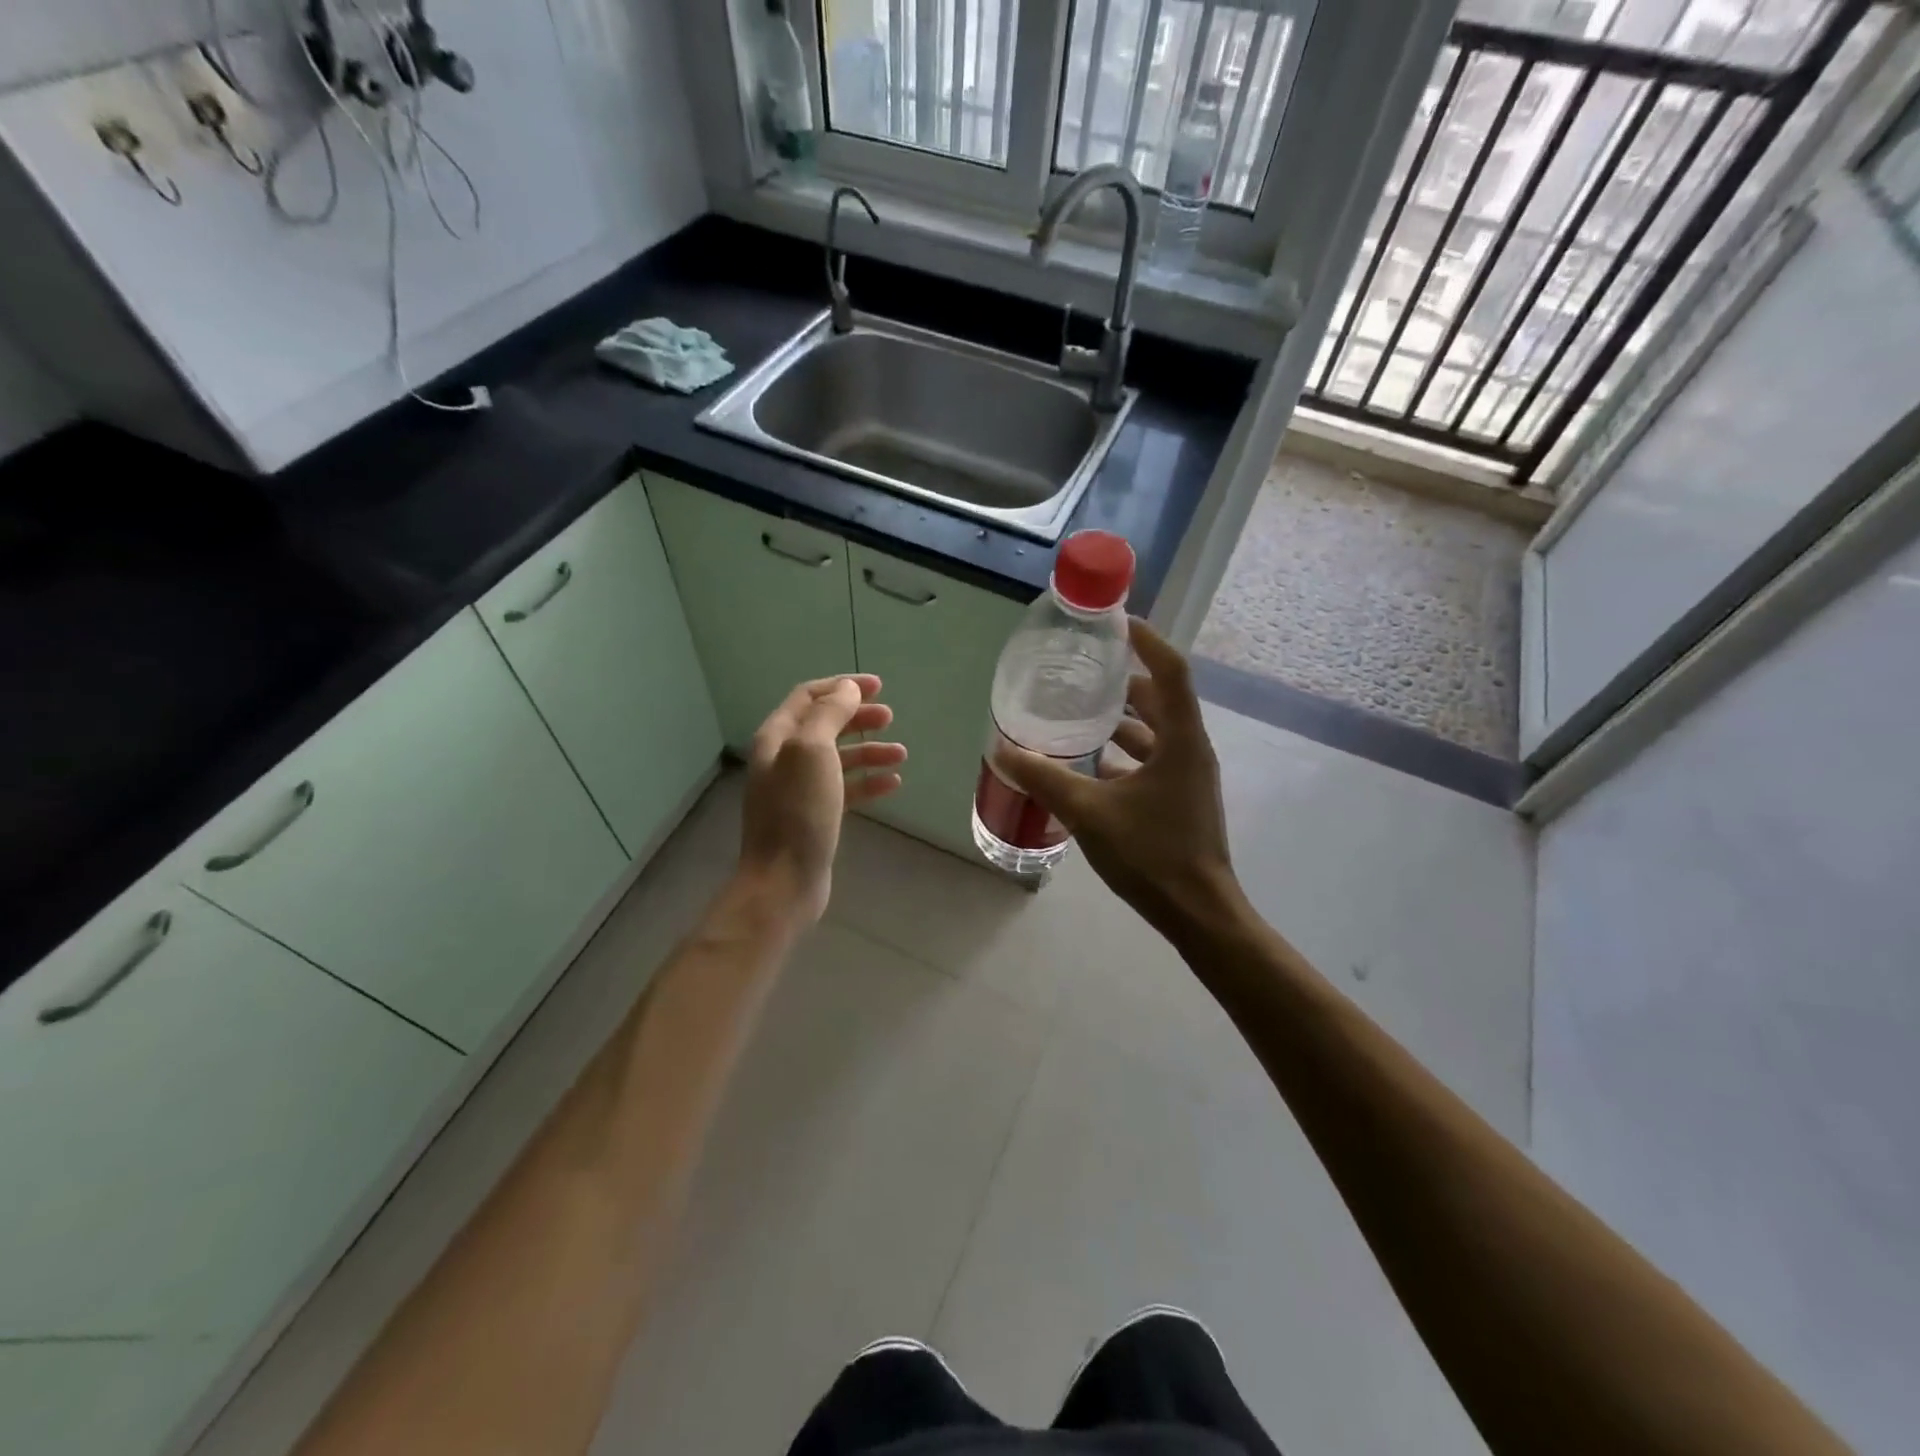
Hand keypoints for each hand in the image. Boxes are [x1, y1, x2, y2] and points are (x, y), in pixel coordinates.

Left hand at [739, 674, 905, 923]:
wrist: (784, 880)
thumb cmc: (798, 810)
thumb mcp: (812, 750)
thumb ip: (830, 714)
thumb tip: (847, 690)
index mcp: (777, 737)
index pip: (808, 696)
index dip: (841, 686)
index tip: (878, 687)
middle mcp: (784, 759)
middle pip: (825, 725)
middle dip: (858, 717)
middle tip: (890, 716)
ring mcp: (799, 790)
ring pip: (839, 758)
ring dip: (869, 751)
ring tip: (901, 754)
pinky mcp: (815, 816)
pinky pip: (845, 789)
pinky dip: (868, 782)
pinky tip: (892, 784)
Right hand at [994, 619, 1239, 942]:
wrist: (1199, 913)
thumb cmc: (1152, 854)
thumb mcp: (1090, 812)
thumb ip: (1045, 779)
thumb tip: (1003, 750)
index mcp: (1181, 740)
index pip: (1169, 671)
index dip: (1146, 641)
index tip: (1117, 623)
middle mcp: (1190, 750)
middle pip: (1161, 699)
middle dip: (1125, 682)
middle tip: (1085, 673)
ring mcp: (1188, 777)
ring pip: (1156, 733)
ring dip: (1123, 721)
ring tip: (1081, 716)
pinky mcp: (1181, 800)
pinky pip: (1153, 762)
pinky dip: (1125, 755)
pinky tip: (1091, 766)